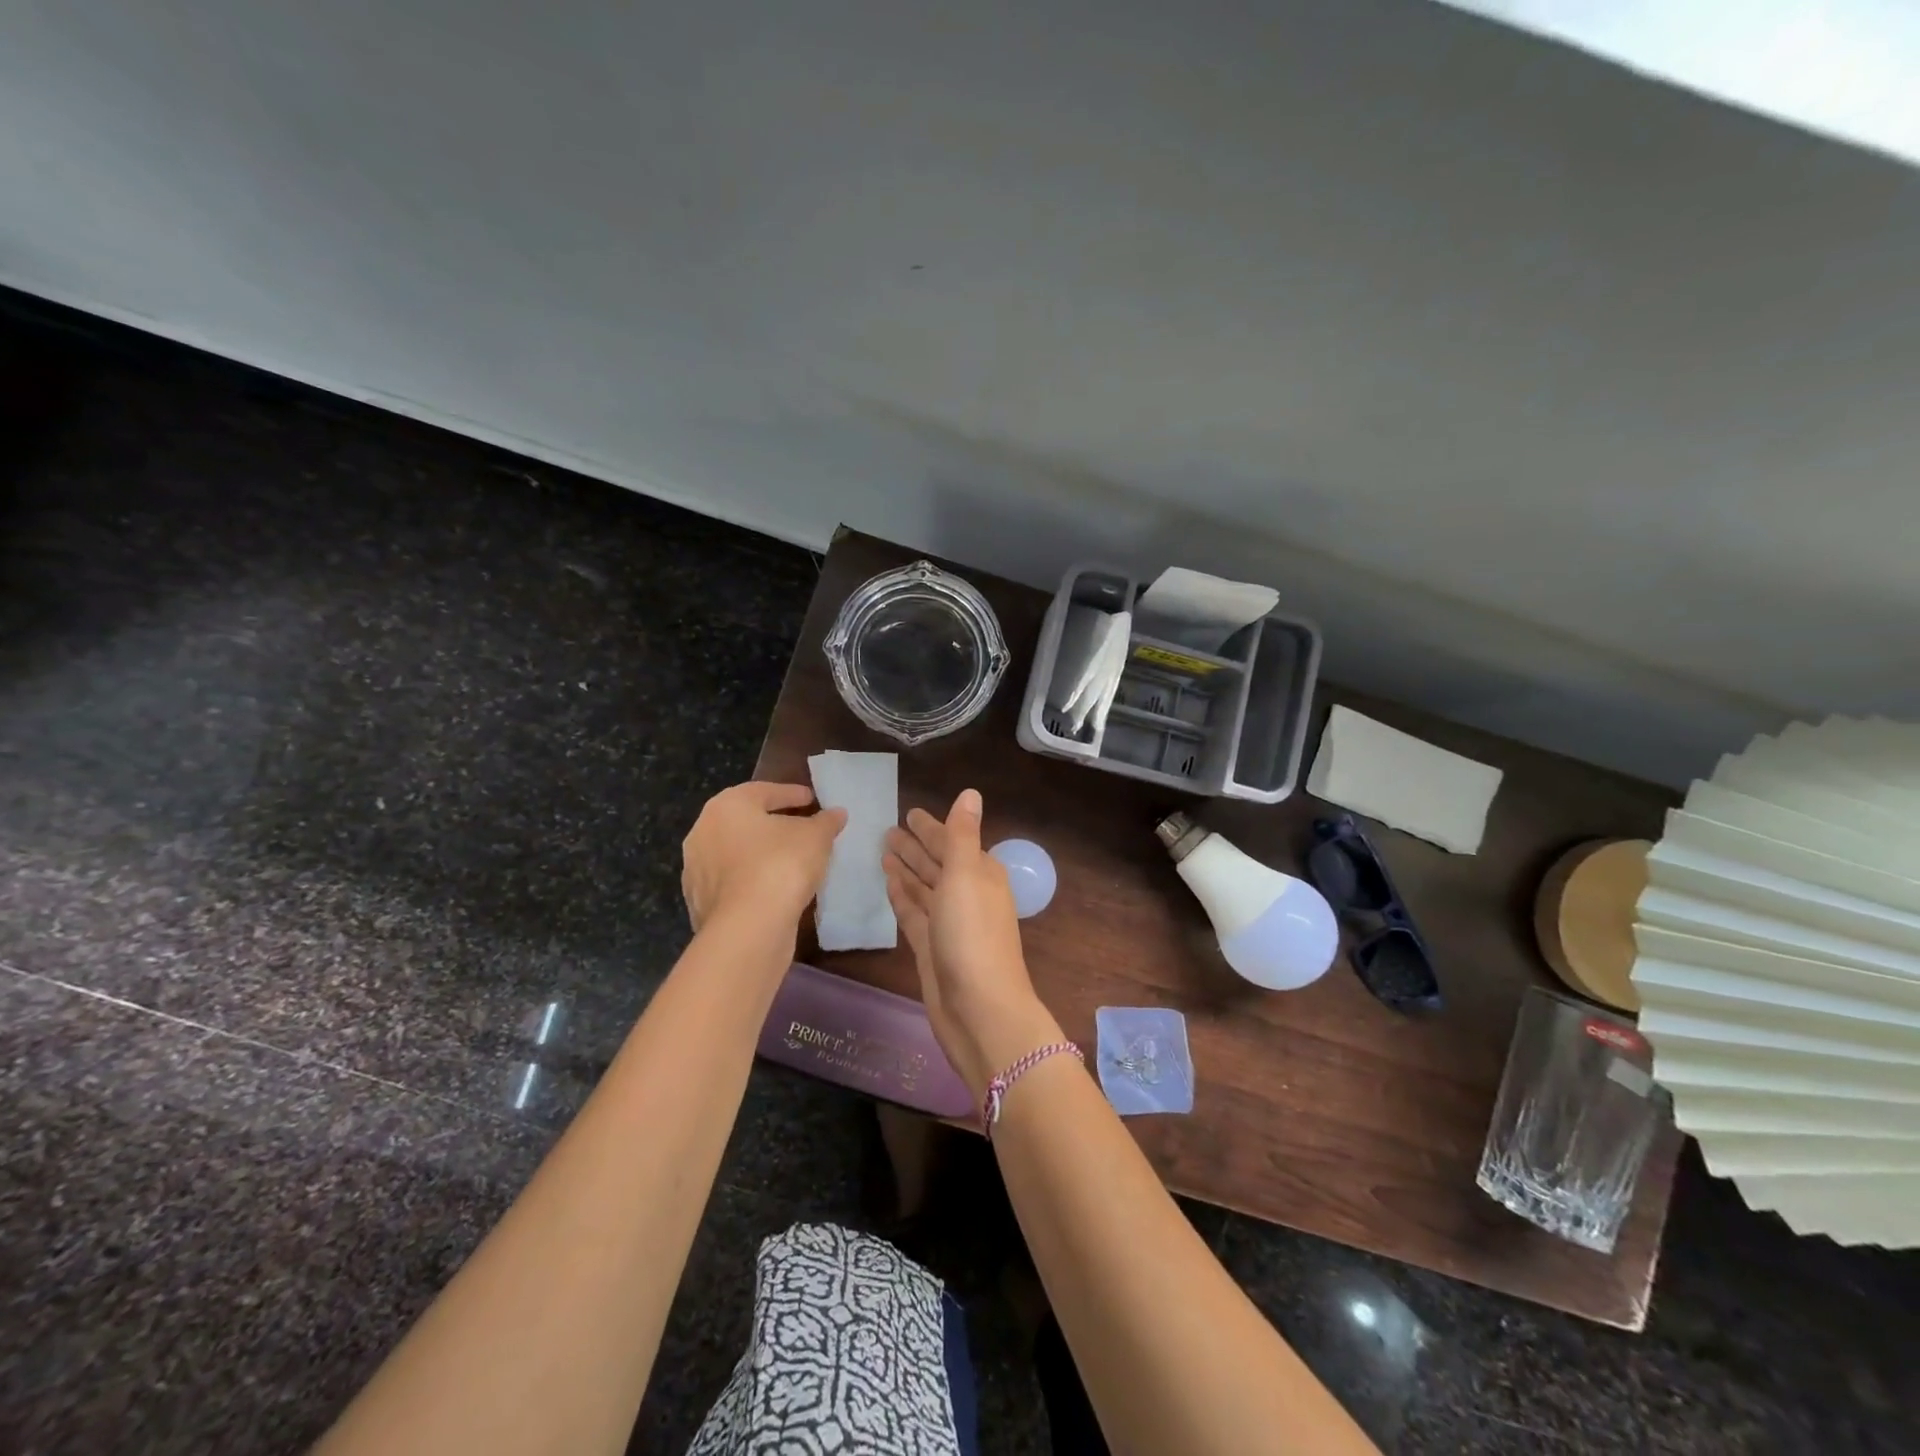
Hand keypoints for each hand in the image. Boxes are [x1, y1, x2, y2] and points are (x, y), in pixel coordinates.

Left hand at [682, 782, 845, 934]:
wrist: (748, 928)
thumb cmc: (781, 865)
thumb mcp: (816, 837)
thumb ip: (826, 821)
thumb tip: (836, 813)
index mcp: (726, 806)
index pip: (764, 791)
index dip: (792, 794)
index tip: (812, 799)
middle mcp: (703, 832)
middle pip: (745, 822)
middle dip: (773, 824)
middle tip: (801, 828)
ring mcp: (697, 870)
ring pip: (736, 854)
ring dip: (760, 855)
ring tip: (791, 862)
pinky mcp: (699, 904)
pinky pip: (733, 883)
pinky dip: (753, 881)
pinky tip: (775, 889)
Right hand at [885, 789, 1061, 1096]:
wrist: (978, 1009)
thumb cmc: (972, 934)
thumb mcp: (967, 875)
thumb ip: (961, 834)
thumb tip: (971, 792)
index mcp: (981, 874)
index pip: (952, 841)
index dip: (931, 827)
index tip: (909, 812)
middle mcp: (967, 895)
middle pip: (937, 863)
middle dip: (916, 846)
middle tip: (887, 830)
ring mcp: (949, 923)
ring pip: (925, 888)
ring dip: (907, 869)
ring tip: (882, 851)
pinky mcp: (931, 948)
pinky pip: (914, 913)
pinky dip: (903, 897)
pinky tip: (888, 884)